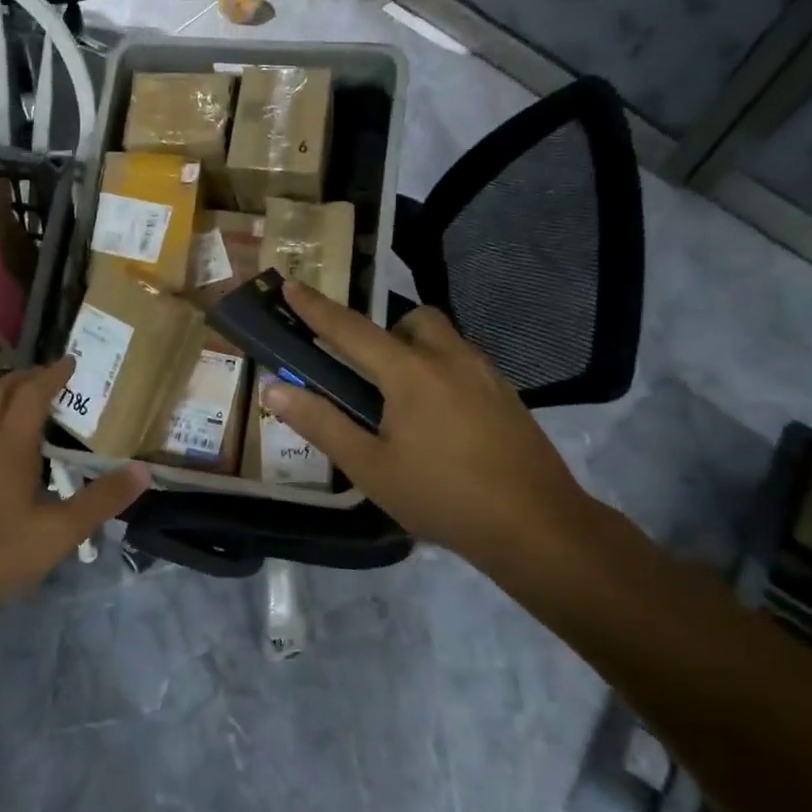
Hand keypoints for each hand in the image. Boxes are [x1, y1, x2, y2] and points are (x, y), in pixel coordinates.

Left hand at [0, 358, 148, 602]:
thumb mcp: (61, 530)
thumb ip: (101, 499)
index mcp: (8, 445)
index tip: (71, 361)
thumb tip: (142, 470)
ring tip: (27, 402)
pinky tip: (4, 449)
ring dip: (3, 396)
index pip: (30, 395)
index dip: (51, 375)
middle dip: (24, 377)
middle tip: (49, 376)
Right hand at [260, 282, 603, 569]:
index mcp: (410, 372)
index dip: (315, 308)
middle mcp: (450, 358)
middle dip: (384, 331)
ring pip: (444, 339)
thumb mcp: (369, 467)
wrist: (537, 526)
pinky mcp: (508, 395)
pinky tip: (441, 421)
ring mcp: (486, 374)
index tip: (291, 285)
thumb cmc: (442, 496)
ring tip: (403, 400)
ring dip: (415, 349)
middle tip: (368, 373)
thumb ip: (320, 423)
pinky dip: (442, 372)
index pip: (350, 330)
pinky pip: (465, 363)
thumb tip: (273, 389)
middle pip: (412, 320)